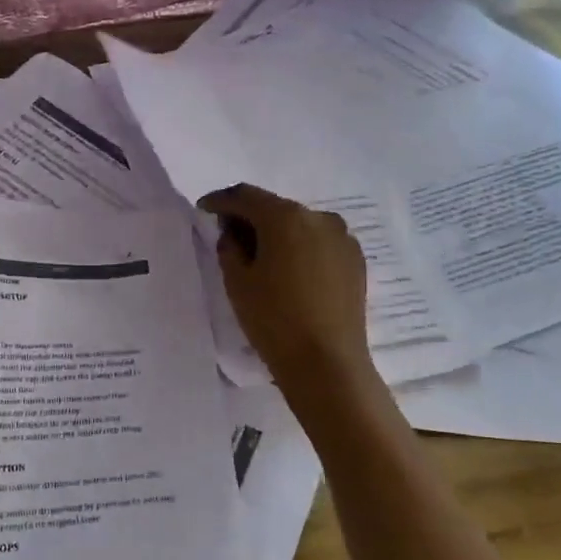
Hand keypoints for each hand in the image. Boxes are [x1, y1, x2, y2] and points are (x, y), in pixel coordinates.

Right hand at [198, 184, 373, 395]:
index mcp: (285, 217)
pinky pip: (320, 243)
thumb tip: (235, 233)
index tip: (204, 209)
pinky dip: (301, 248)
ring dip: (278, 234)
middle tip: (230, 237)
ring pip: (300, 225)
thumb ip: (229, 246)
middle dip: (250, 217)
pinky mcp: (356, 260)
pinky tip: (291, 272)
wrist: (327, 363)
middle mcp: (318, 217)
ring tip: (262, 258)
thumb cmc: (274, 320)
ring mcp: (342, 238)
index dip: (221, 200)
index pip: (245, 195)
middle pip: (275, 208)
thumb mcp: (238, 282)